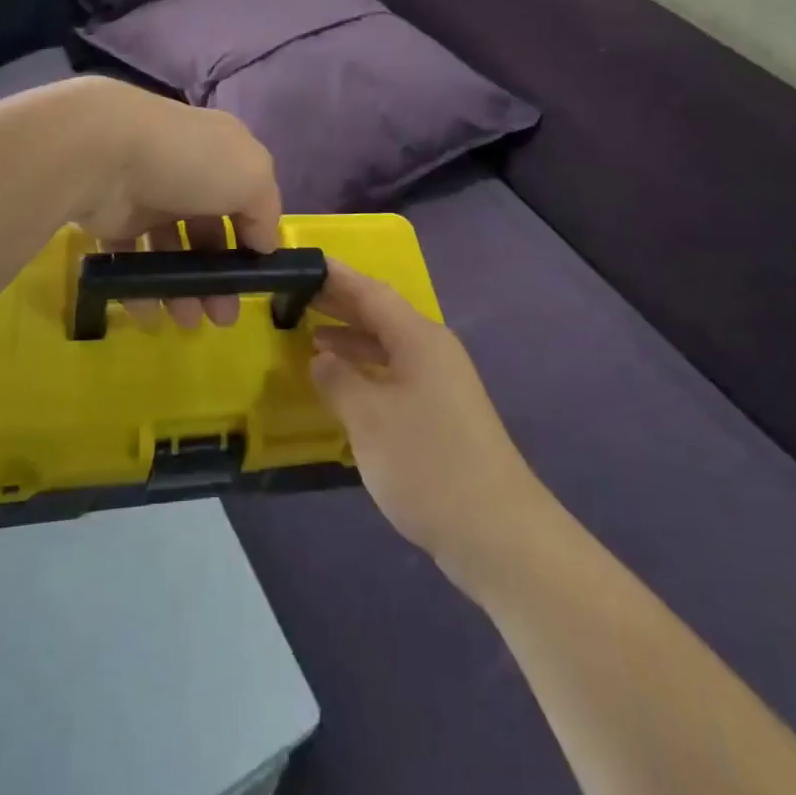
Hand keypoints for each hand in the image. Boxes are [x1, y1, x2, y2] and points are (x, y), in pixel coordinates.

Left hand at [71, 81, 282, 331]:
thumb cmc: (191, 162)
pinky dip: (140, 287)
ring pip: (170, 249)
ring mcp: (147, 195)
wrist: (106, 153)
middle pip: (208, 231)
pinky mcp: (111, 217)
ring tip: (186, 322)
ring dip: (181, 289)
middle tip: (222, 317)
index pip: (245, 198)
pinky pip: (130, 257)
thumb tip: (264, 243)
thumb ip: (266, 211)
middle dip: (218, 276)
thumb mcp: (252, 177)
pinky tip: (149, 312)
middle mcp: (186, 172)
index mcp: (222, 154)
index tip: (257, 276)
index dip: (252, 237)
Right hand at [311, 262, 551, 592]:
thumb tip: (321, 358)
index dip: (337, 276)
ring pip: (389, 347)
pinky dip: (367, 372)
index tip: (304, 261)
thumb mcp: (369, 418)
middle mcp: (433, 351)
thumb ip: (338, 380)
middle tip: (298, 296)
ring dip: (352, 341)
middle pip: (382, 316)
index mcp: (419, 338)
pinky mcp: (442, 415)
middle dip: (341, 305)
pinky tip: (344, 388)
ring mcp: (441, 384)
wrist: (497, 533)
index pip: (371, 292)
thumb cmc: (427, 463)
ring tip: (311, 337)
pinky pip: (396, 375)